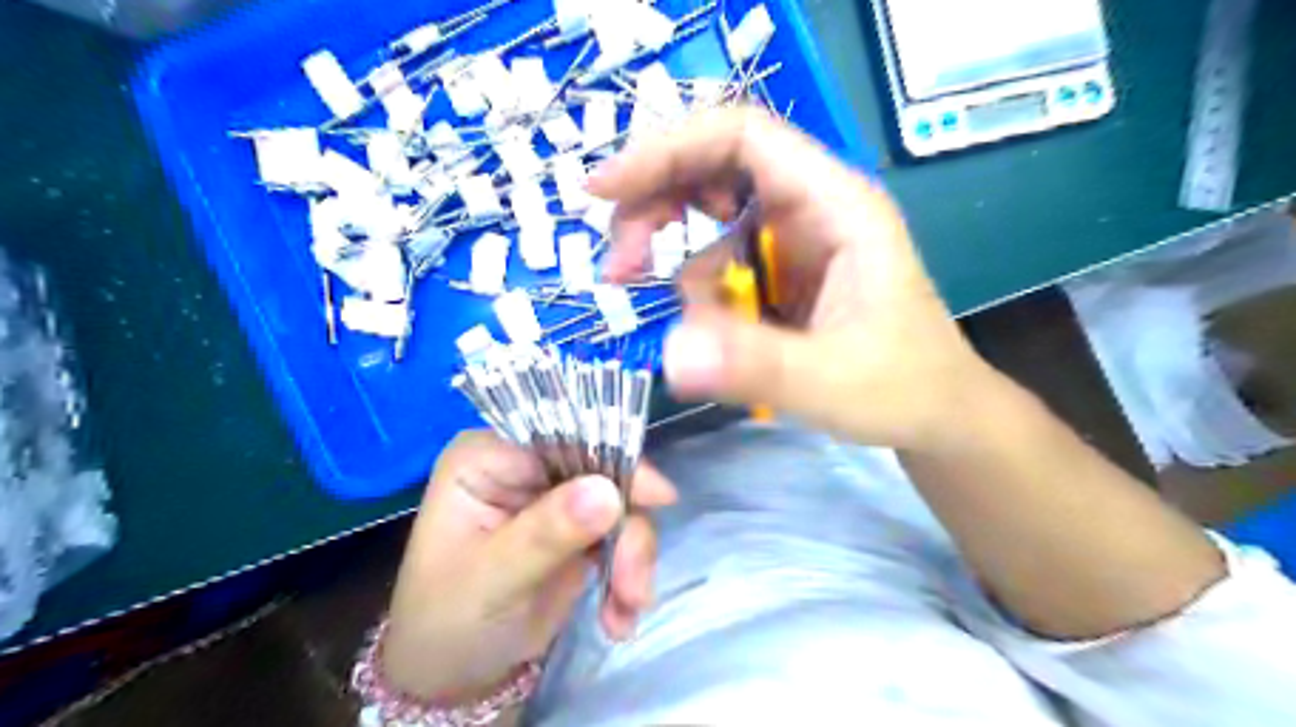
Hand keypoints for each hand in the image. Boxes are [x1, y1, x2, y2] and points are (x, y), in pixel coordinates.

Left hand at [379, 431, 679, 703]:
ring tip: (625, 610)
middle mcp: (525, 467)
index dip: (609, 457)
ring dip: (631, 557)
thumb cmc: (448, 620)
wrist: (456, 676)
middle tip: (635, 584)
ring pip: (619, 503)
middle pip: (599, 468)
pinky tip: (619, 617)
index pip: (557, 436)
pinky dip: (628, 574)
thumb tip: (607, 491)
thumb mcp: (492, 580)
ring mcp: (555, 496)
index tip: (654, 497)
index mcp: (488, 457)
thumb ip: (546, 533)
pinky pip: (622, 534)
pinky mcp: (579, 527)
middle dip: (626, 527)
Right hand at [589, 104, 993, 448]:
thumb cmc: (904, 388)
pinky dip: (695, 287)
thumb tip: (671, 354)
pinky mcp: (778, 270)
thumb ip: (758, 367)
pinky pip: (717, 258)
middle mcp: (809, 206)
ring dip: (671, 252)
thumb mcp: (833, 382)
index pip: (742, 137)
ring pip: (707, 212)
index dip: (668, 149)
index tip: (605, 190)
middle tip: (620, 264)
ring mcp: (791, 237)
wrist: (935, 414)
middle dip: (656, 204)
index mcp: (835, 204)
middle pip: (713, 165)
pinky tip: (707, 327)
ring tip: (672, 308)